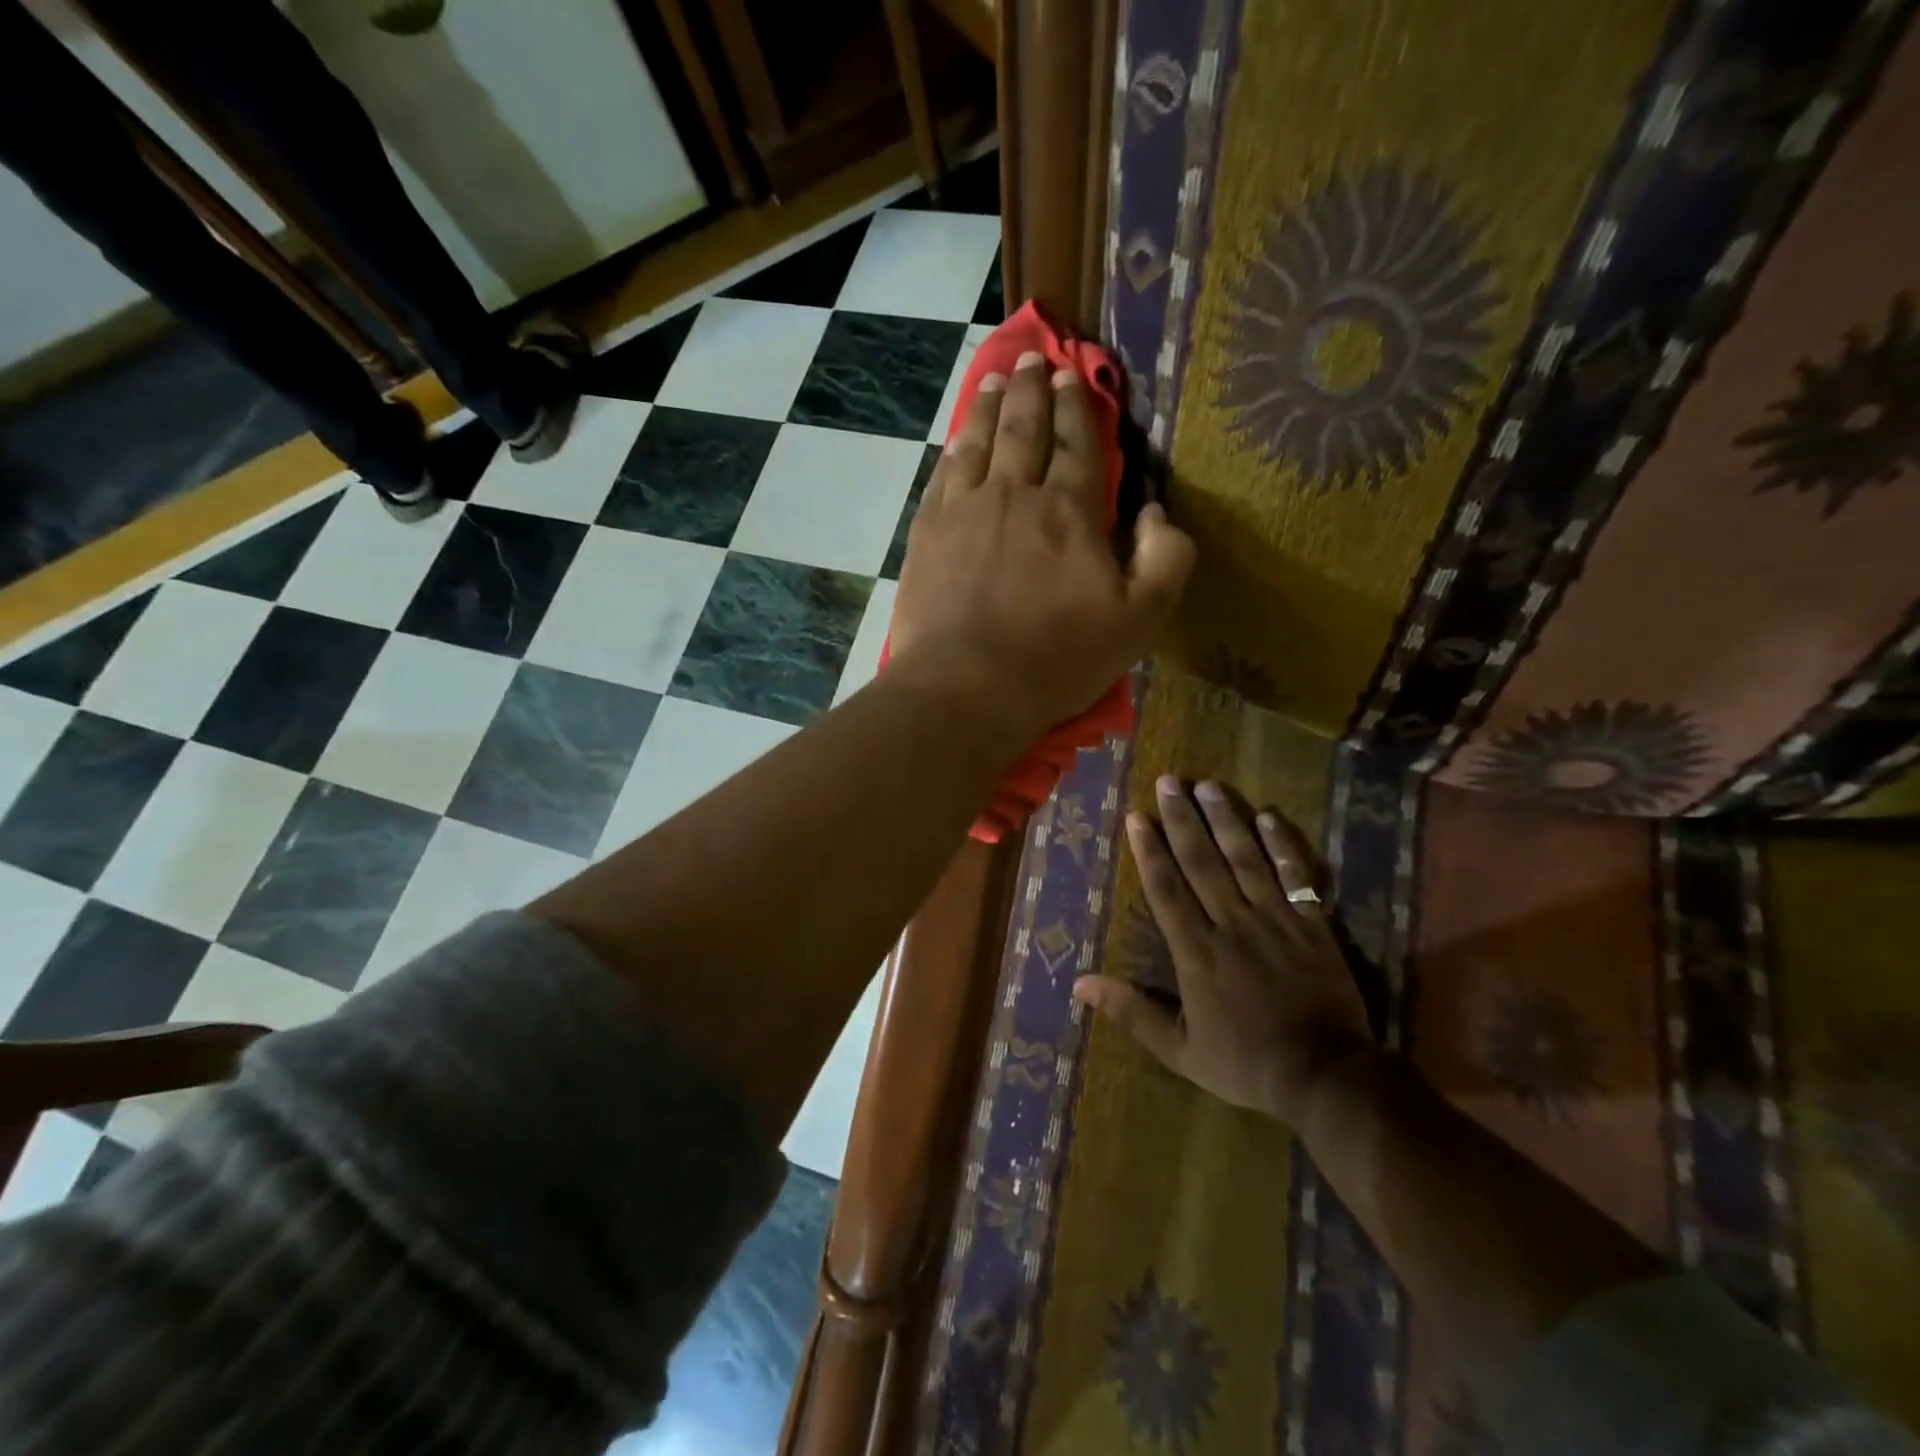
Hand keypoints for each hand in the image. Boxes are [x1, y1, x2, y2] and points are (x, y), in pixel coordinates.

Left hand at [888, 350, 1194, 741]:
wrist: (966, 687)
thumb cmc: (1056, 659)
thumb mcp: (1139, 621)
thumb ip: (1165, 560)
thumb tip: (1157, 512)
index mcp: (1070, 510)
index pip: (1077, 443)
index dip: (1077, 407)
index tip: (1073, 375)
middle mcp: (1014, 494)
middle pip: (1023, 428)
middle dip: (1031, 389)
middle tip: (1032, 359)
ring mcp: (964, 509)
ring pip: (978, 440)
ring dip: (988, 405)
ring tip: (994, 379)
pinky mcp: (927, 533)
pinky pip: (943, 474)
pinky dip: (954, 448)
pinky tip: (957, 439)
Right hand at [1073, 780, 1372, 1124]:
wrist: (1326, 1076)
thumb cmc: (1246, 1062)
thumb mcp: (1179, 1050)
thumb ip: (1132, 1012)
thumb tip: (1080, 984)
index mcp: (1196, 952)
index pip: (1166, 890)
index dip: (1150, 851)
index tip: (1137, 817)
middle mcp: (1231, 923)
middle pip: (1201, 862)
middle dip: (1181, 819)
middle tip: (1168, 781)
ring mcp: (1274, 918)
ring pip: (1244, 858)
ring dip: (1224, 819)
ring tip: (1207, 785)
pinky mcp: (1311, 923)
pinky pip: (1295, 874)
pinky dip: (1281, 844)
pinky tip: (1267, 815)